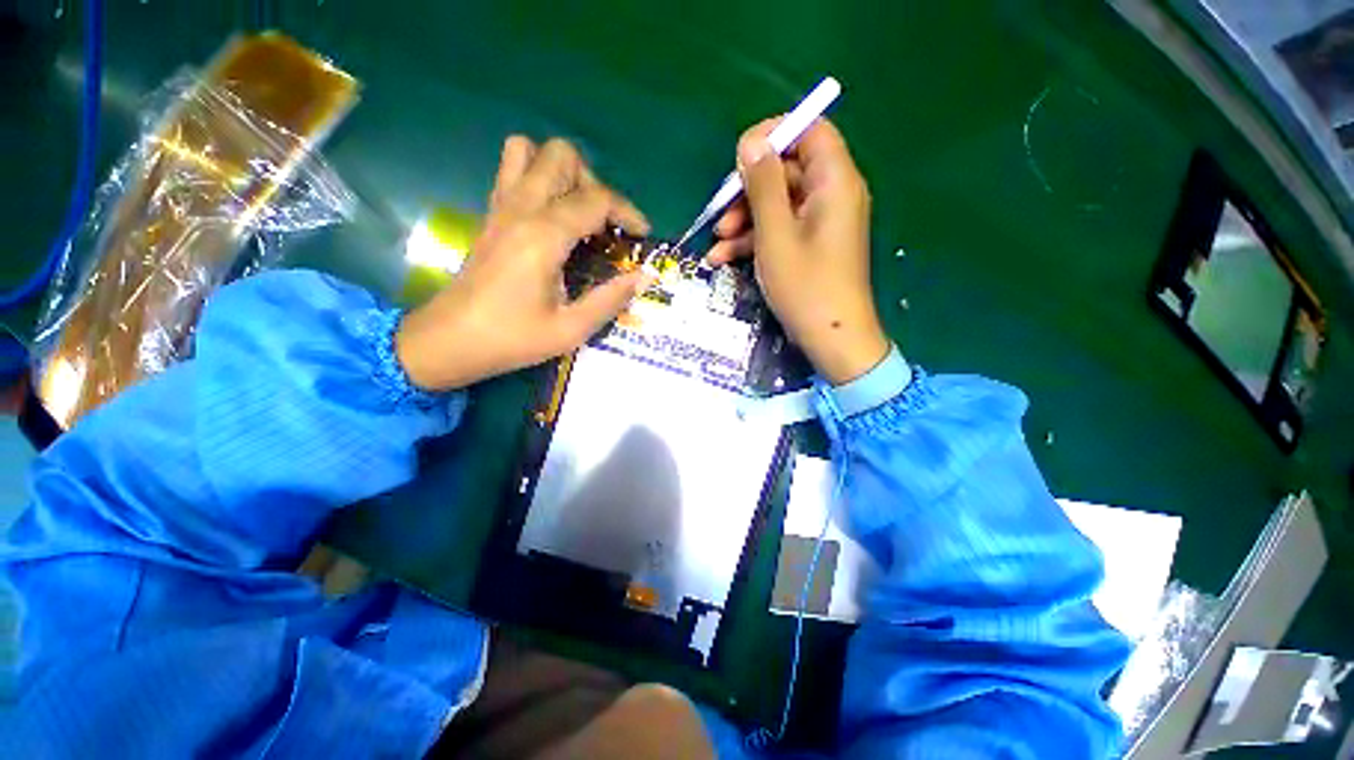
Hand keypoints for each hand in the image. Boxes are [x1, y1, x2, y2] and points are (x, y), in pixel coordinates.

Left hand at [396, 137, 651, 390]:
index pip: (596, 199)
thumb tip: (644, 277)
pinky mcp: (490, 215)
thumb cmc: (512, 338)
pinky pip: (512, 172)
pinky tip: (552, 218)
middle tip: (604, 223)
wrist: (450, 341)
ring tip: (577, 212)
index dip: (628, 212)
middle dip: (593, 182)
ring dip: (561, 172)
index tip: (642, 236)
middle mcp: (521, 209)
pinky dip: (539, 179)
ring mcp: (500, 207)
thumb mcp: (571, 329)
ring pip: (529, 151)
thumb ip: (611, 299)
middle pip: (561, 156)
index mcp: (544, 235)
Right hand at [707, 119, 888, 384]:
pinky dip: (753, 240)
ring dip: (744, 220)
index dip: (774, 136)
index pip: (810, 131)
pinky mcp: (810, 245)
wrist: (831, 339)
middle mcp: (831, 195)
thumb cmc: (805, 287)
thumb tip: (751, 142)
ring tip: (716, 243)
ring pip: (777, 204)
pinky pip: (780, 229)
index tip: (739, 159)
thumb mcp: (775, 235)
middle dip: (748, 191)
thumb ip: (763, 185)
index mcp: (834, 182)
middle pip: (787, 171)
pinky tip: (723, 258)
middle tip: (719, 215)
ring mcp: (820, 223)